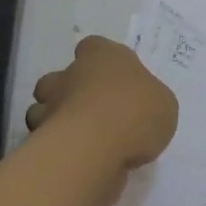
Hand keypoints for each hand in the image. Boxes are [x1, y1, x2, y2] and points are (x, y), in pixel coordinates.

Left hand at [25, 36, 177, 169]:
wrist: (96, 146)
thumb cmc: (136, 112)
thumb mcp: (164, 105)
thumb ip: (149, 101)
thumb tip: (141, 107)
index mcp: (103, 55)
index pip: (93, 47)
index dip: (100, 63)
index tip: (112, 81)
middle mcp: (71, 73)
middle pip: (61, 77)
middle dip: (70, 92)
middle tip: (95, 114)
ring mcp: (50, 104)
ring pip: (43, 107)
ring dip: (56, 119)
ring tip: (80, 140)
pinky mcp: (41, 136)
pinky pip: (44, 138)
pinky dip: (55, 146)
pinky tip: (75, 158)